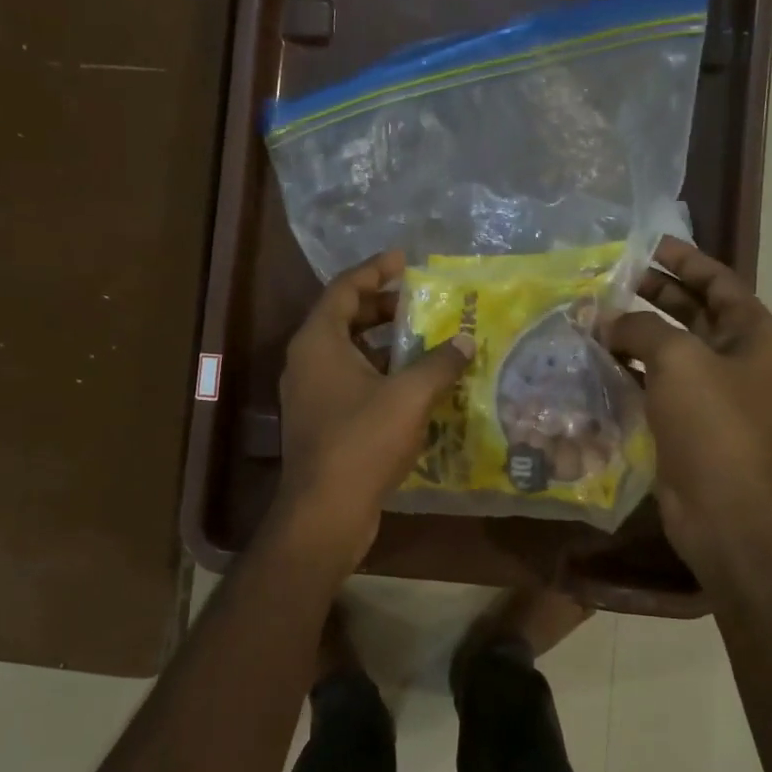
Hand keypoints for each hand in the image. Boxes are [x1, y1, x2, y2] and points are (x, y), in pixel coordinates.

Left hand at [277, 249, 475, 562]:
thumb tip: (464, 342)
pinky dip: (381, 375)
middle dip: (383, 309)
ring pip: (349, 354)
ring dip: (385, 346)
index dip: (375, 270)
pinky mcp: (322, 422)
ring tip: (426, 342)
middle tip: (421, 304)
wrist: (326, 511)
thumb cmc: (362, 442)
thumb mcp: (409, 396)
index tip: (405, 260)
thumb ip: (439, 363)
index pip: (344, 289)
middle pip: (345, 319)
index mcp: (318, 342)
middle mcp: (307, 361)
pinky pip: (352, 383)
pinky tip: (415, 387)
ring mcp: (311, 394)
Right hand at [606, 238, 771, 574]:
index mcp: (748, 333)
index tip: (646, 245)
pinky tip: (592, 361)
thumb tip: (605, 319)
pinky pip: (650, 383)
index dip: (684, 259)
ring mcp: (705, 392)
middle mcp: (731, 357)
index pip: (717, 281)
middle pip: (690, 311)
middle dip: (652, 293)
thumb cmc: (712, 423)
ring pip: (665, 349)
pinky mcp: (680, 421)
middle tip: (608, 279)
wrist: (723, 507)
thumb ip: (640, 327)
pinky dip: (624, 370)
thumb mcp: (678, 359)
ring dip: (631, 333)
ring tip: (589, 317)